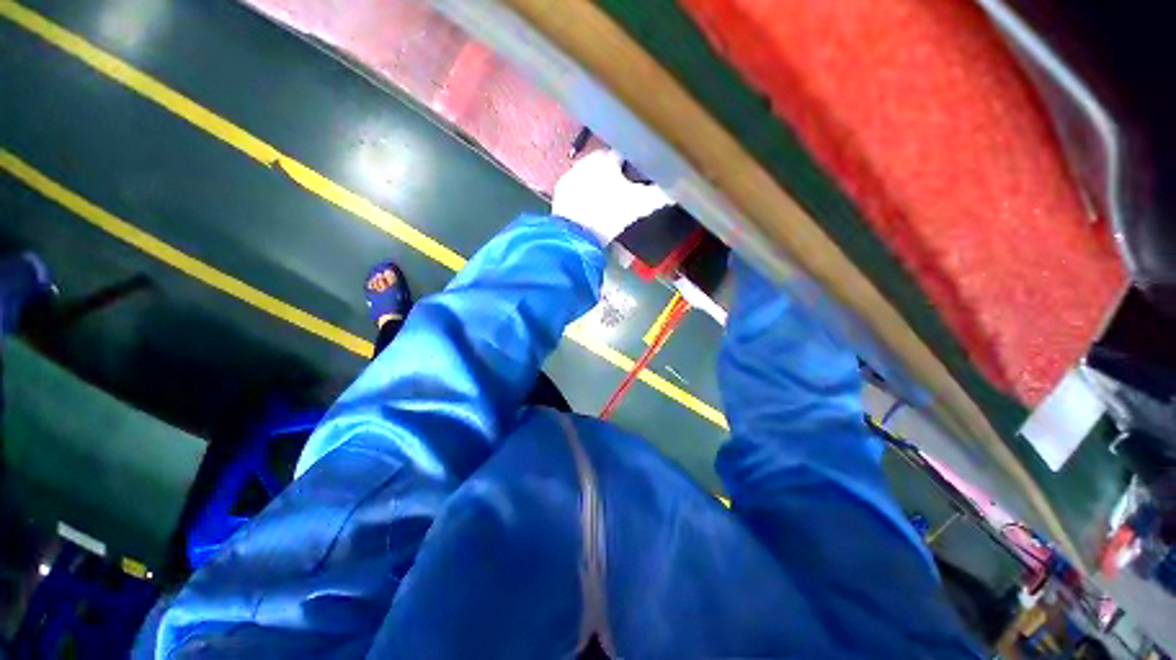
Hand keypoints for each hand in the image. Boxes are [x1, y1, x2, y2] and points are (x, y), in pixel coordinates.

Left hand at [552, 150, 673, 244]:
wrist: (576, 234)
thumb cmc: (609, 215)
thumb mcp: (638, 206)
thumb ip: (659, 196)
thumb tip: (678, 190)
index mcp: (606, 159)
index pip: (623, 154)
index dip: (631, 166)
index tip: (635, 178)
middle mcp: (586, 160)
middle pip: (604, 164)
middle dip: (612, 175)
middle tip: (620, 193)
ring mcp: (570, 175)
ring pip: (588, 174)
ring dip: (596, 183)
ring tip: (604, 202)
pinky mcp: (561, 190)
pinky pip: (575, 187)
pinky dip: (582, 194)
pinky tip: (588, 207)